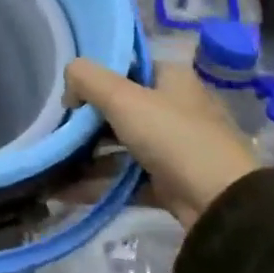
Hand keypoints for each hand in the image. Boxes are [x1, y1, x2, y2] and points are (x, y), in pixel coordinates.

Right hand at [65, 59, 259, 228]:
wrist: (222, 205)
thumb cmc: (173, 137)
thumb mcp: (123, 98)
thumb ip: (86, 78)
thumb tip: (67, 83)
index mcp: (171, 79)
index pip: (125, 66)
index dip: (93, 76)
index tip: (65, 93)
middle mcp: (174, 108)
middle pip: (118, 107)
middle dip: (84, 120)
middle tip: (53, 129)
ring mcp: (173, 147)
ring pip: (120, 145)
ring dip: (86, 155)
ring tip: (51, 163)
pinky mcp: (168, 182)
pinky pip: (125, 177)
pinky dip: (97, 183)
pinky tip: (64, 191)